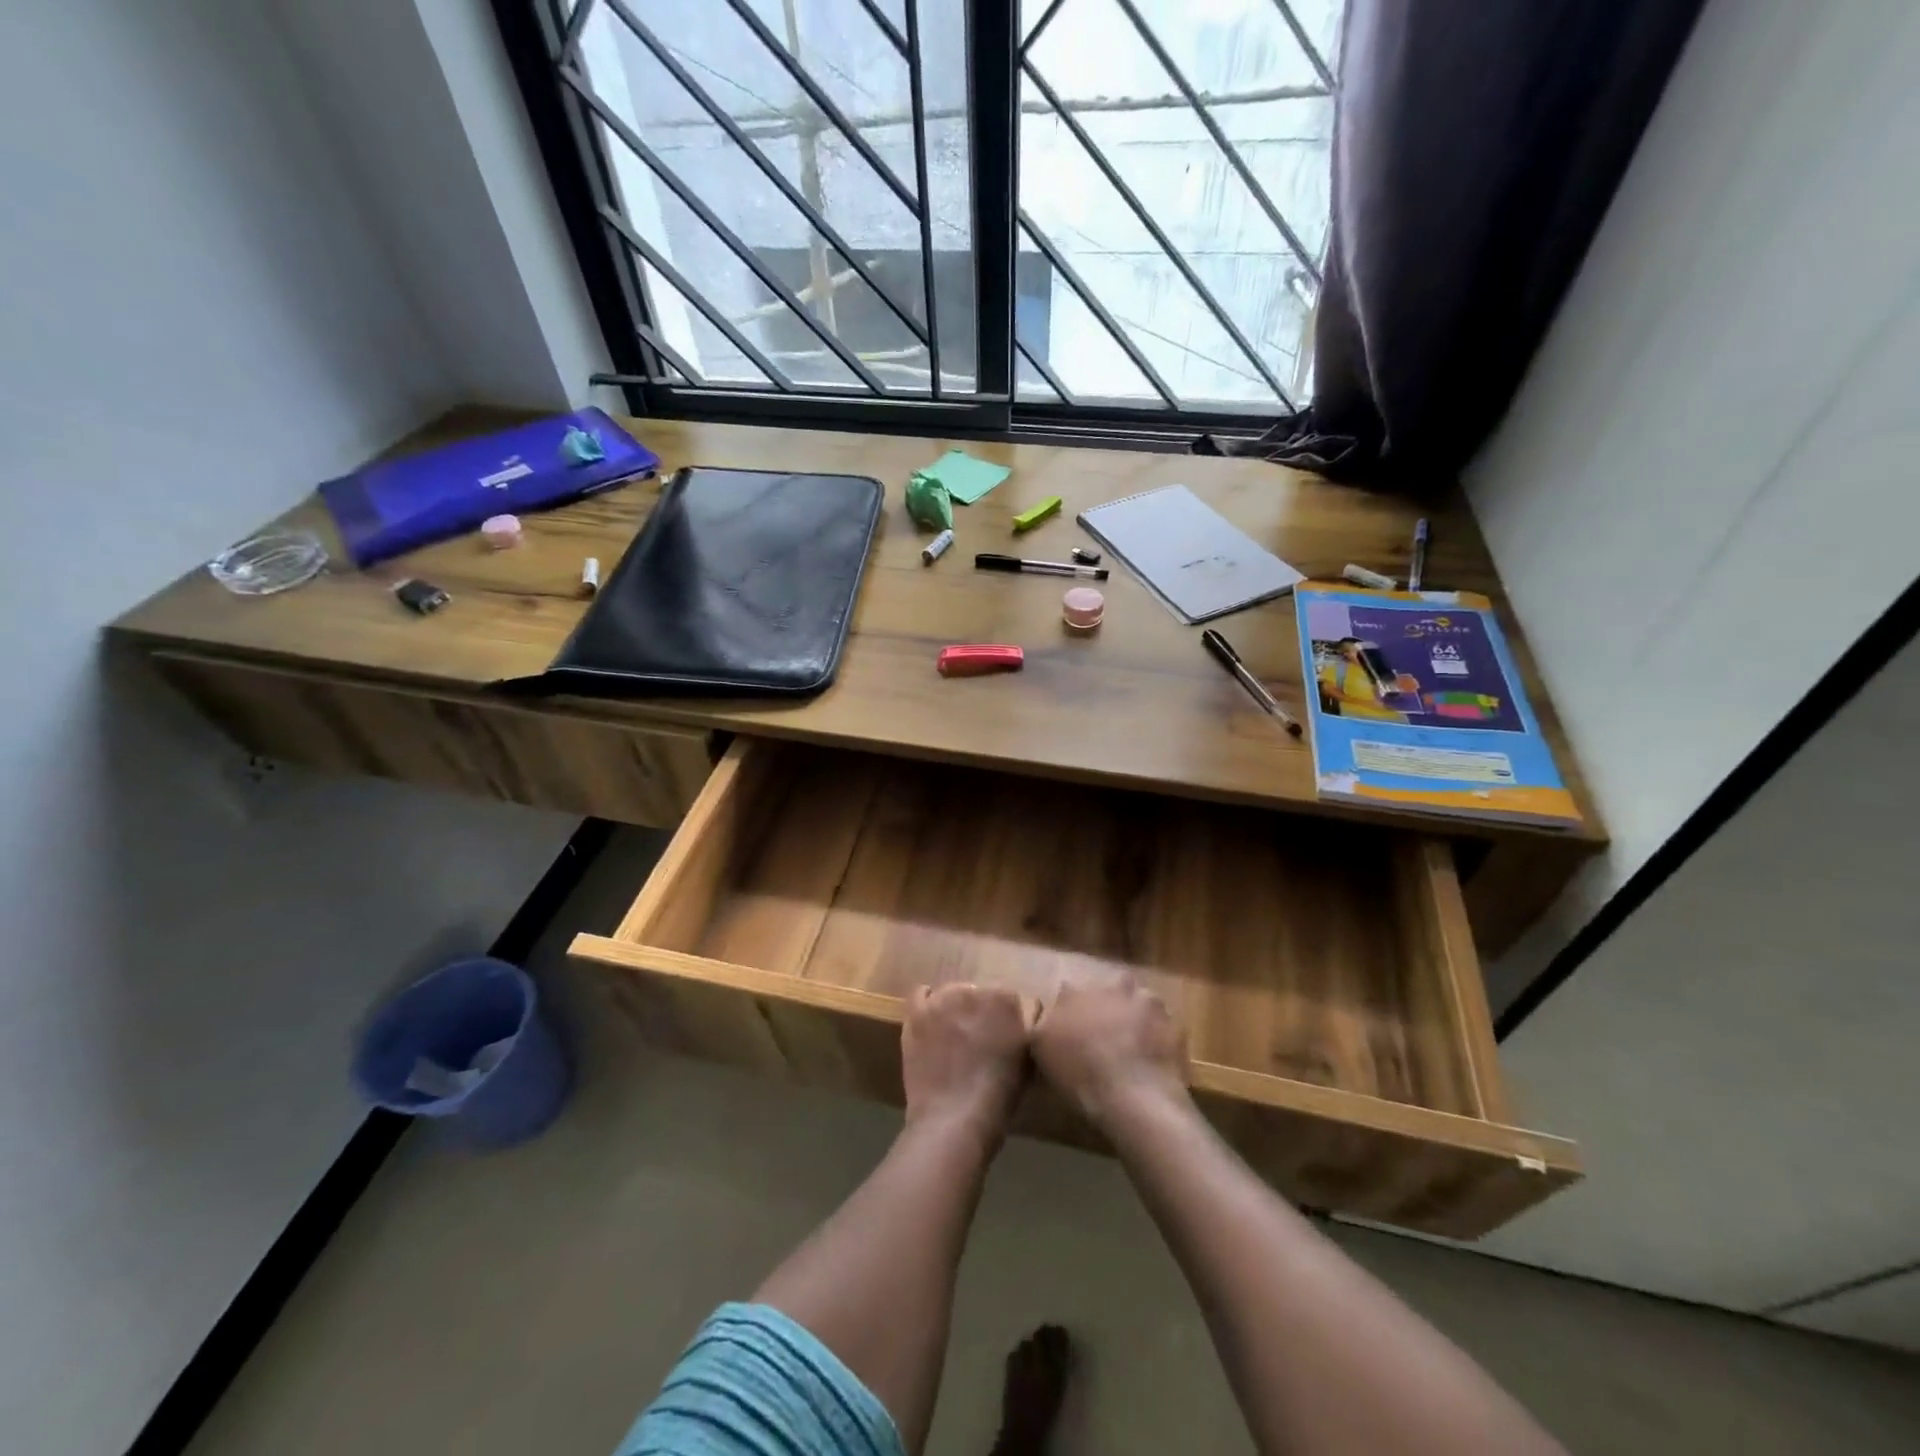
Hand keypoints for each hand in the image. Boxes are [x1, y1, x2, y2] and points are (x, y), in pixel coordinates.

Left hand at [901, 983, 1033, 1137]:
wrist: (954, 1117)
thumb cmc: (999, 1095)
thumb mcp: (1028, 1060)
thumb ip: (1027, 1029)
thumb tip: (1024, 1017)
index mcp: (1005, 999)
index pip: (1007, 997)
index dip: (1004, 1017)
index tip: (1003, 1035)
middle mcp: (973, 990)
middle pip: (977, 992)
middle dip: (978, 1011)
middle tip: (977, 1038)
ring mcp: (942, 1000)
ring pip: (950, 993)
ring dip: (953, 1009)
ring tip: (953, 1034)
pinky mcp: (917, 1014)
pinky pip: (920, 994)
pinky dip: (927, 1003)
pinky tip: (930, 1019)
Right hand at [1032, 974, 1187, 1129]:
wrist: (1133, 1098)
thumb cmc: (1081, 1075)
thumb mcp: (1041, 1051)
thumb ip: (1040, 1023)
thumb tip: (1043, 1012)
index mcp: (1075, 992)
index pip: (1068, 990)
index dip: (1070, 1009)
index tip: (1071, 1027)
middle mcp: (1110, 986)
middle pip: (1107, 988)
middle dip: (1107, 1003)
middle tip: (1106, 1031)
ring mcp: (1144, 1001)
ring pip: (1138, 1000)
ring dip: (1135, 1014)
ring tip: (1133, 1043)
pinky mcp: (1172, 1022)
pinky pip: (1162, 1024)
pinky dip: (1158, 1034)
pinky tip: (1153, 1055)